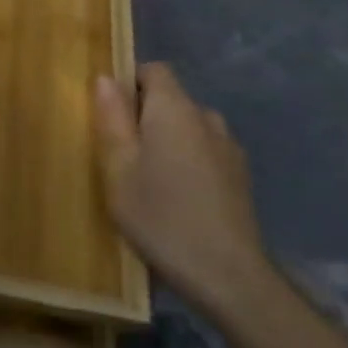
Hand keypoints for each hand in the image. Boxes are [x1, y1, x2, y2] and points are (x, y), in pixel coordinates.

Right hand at [95, 63, 273, 317]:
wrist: (229, 277)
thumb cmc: (162, 216)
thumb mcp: (119, 169)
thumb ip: (112, 118)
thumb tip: (106, 78)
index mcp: (174, 109)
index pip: (154, 70)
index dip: (129, 83)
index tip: (111, 116)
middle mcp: (207, 117)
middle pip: (170, 100)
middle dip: (145, 117)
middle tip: (122, 156)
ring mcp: (229, 148)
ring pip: (189, 129)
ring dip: (169, 142)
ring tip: (151, 182)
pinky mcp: (241, 177)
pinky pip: (205, 153)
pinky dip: (189, 164)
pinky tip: (179, 201)